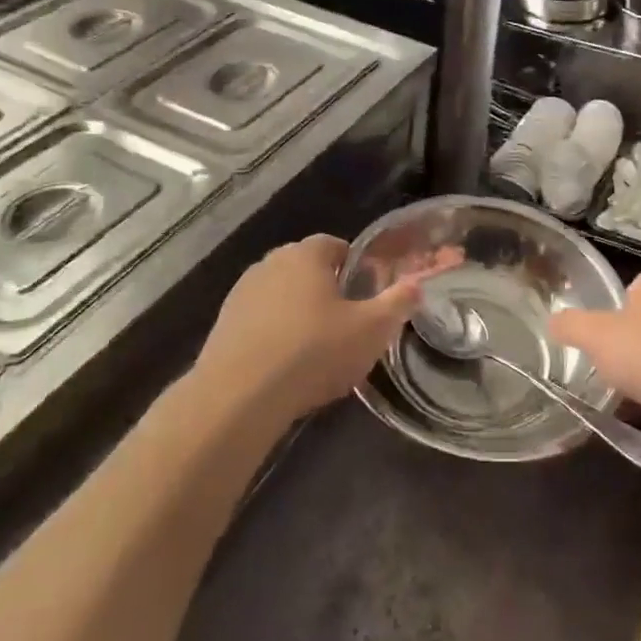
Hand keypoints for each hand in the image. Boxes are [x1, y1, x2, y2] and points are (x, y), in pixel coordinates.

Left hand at [197, 234, 457, 419]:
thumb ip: (398, 303)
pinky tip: (286, 364)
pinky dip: (275, 333)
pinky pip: (260, 321)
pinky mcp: (223, 325)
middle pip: (306, 268)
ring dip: (298, 312)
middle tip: (348, 320)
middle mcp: (270, 264)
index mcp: (306, 255)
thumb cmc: (314, 351)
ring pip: (281, 294)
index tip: (368, 291)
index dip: (355, 264)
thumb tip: (417, 283)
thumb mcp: (372, 330)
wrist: (240, 396)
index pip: (335, 244)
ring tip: (317, 347)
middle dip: (327, 288)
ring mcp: (241, 293)